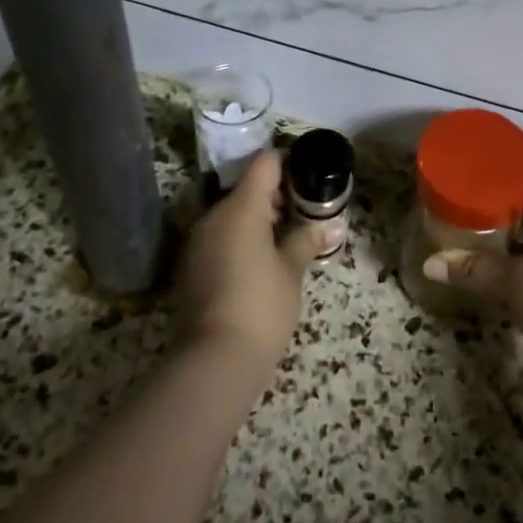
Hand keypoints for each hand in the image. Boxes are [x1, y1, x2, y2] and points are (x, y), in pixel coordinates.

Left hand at [175, 149, 313, 371]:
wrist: (214, 360)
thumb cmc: (262, 306)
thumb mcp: (292, 271)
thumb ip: (308, 240)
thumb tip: (332, 225)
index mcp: (241, 207)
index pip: (265, 163)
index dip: (289, 163)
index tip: (309, 176)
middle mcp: (213, 215)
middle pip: (247, 188)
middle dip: (276, 196)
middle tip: (305, 214)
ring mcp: (197, 240)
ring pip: (232, 215)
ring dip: (257, 220)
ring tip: (286, 241)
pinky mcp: (190, 266)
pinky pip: (219, 238)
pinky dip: (240, 240)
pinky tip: (259, 264)